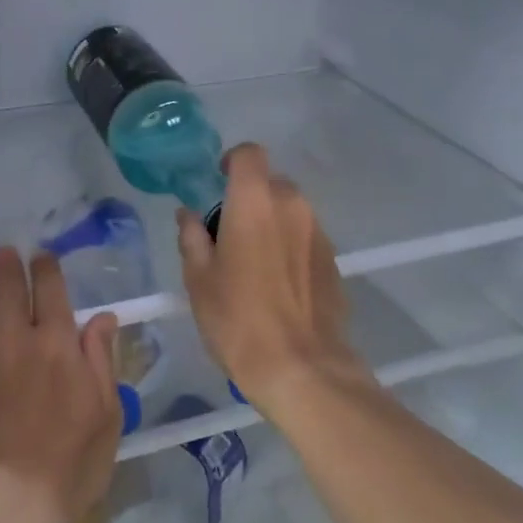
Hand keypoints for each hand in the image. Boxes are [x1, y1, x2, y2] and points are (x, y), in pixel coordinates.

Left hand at [0, 247, 120, 522]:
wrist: (7, 504)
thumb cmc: (68, 466)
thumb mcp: (105, 414)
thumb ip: (101, 360)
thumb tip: (102, 317)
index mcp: (56, 343)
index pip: (50, 287)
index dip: (45, 266)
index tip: (41, 257)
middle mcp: (12, 336)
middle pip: (7, 284)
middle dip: (6, 263)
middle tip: (2, 253)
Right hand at [177, 143, 358, 418]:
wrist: (301, 368)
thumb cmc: (238, 319)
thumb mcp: (198, 279)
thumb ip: (192, 237)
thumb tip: (188, 215)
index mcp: (255, 202)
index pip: (249, 154)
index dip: (232, 161)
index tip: (218, 182)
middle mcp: (292, 206)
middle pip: (270, 183)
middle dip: (249, 198)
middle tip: (228, 234)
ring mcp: (319, 233)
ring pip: (290, 211)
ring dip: (271, 223)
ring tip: (253, 263)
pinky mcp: (334, 260)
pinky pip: (306, 237)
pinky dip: (290, 246)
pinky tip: (277, 284)